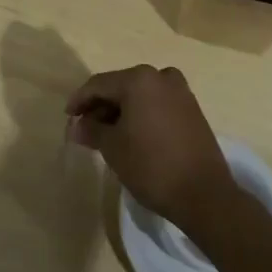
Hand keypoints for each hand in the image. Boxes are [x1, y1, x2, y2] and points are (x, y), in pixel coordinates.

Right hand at [66, 65, 238, 230]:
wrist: (204, 194)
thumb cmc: (151, 165)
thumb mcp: (112, 147)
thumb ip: (91, 130)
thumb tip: (76, 126)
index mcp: (139, 79)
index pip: (99, 85)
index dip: (80, 100)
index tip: (67, 117)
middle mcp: (161, 77)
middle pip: (121, 86)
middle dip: (101, 106)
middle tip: (85, 128)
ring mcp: (181, 92)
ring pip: (140, 95)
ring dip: (121, 110)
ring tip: (106, 133)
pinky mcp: (192, 109)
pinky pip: (157, 104)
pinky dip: (141, 114)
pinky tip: (132, 134)